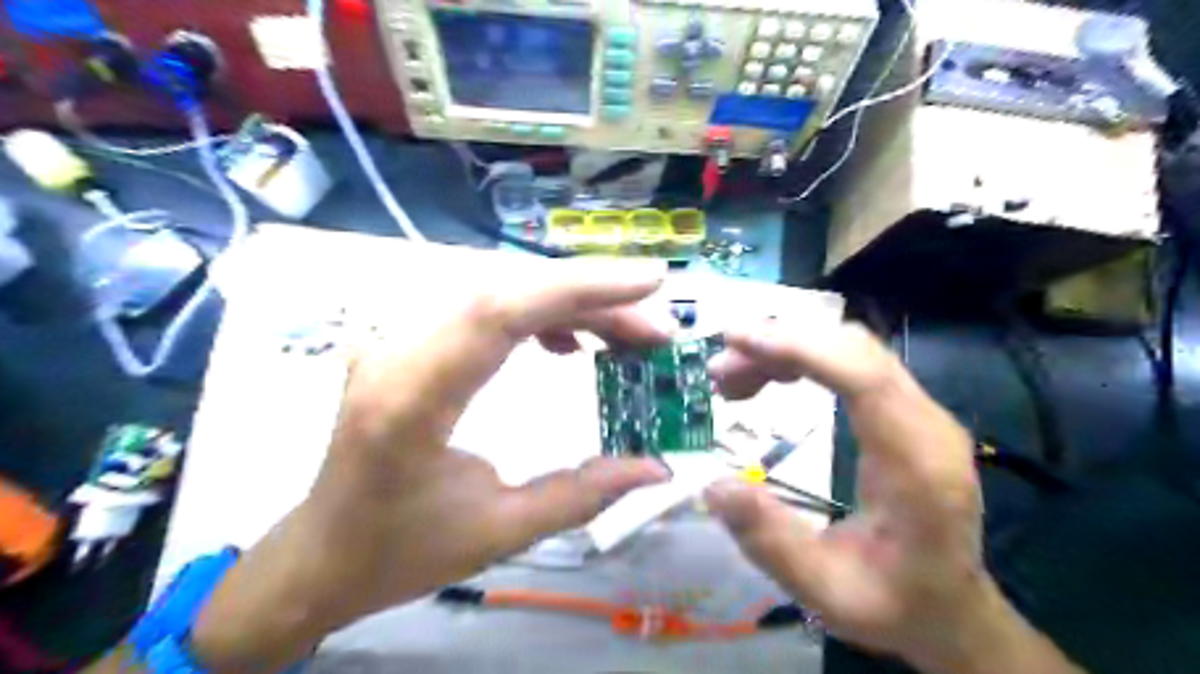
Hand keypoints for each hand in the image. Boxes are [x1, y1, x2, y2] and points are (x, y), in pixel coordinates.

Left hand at [187, 255, 673, 671]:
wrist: (320, 553)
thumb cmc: (399, 551)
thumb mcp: (499, 532)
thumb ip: (583, 494)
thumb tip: (657, 466)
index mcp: (410, 401)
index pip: (499, 313)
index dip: (578, 287)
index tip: (649, 282)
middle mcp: (395, 352)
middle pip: (505, 292)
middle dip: (591, 298)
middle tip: (655, 327)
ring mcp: (395, 339)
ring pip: (498, 293)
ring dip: (570, 306)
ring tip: (625, 338)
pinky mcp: (408, 341)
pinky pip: (483, 310)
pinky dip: (537, 316)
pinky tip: (567, 342)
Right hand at [701, 323, 1083, 671]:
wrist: (952, 608)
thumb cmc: (896, 603)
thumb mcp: (828, 591)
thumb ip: (771, 541)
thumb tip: (713, 485)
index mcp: (917, 464)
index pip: (864, 376)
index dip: (800, 347)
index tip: (737, 340)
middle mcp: (927, 423)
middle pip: (854, 349)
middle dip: (781, 344)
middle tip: (720, 370)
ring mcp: (920, 411)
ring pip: (851, 349)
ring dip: (788, 349)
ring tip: (732, 378)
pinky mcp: (905, 411)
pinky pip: (853, 364)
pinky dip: (804, 360)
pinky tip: (769, 380)